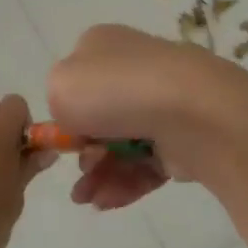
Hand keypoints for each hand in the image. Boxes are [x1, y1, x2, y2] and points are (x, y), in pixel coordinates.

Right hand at [47, 25, 247, 209]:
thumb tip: (80, 117)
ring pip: (122, 144)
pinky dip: (126, 183)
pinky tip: (107, 202)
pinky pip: (148, 164)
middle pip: (100, 115)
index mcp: (105, 45)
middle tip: (81, 170)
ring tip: (88, 200)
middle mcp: (136, 68)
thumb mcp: (60, 86)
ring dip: (99, 175)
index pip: (78, 76)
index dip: (67, 110)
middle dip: (85, 150)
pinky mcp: (183, 137)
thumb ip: (57, 100)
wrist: (190, 113)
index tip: (62, 139)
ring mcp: (163, 103)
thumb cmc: (115, 92)